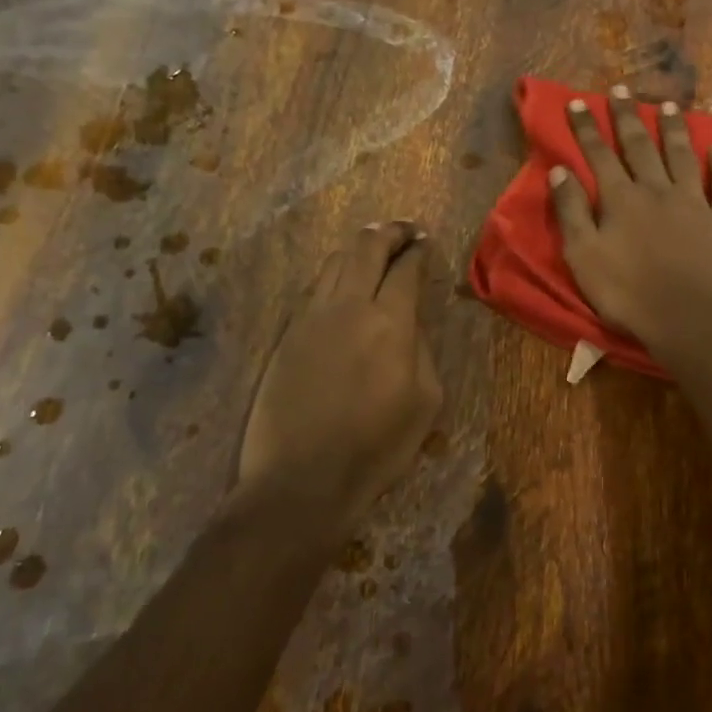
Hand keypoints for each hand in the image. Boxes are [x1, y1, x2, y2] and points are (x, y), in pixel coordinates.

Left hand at [239, 222, 441, 511]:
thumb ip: (421, 350)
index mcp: (389, 323)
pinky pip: (313, 290)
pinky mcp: (286, 336)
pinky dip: (334, 277)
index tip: (426, 242)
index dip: (418, 250)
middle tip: (403, 231)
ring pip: (333, 262)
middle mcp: (347, 307)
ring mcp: (310, 319)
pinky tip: (342, 288)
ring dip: (357, 250)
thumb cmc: (376, 447)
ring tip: (372, 253)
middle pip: (365, 247)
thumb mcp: (425, 401)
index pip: (406, 268)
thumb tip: (409, 323)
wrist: (301, 479)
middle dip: (388, 232)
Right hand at [550, 87, 711, 352]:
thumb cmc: (628, 294)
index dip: (587, 128)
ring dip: (673, 129)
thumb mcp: (583, 257)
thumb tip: (559, 171)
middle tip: (620, 89)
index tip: (578, 102)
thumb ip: (570, 212)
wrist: (689, 319)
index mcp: (621, 199)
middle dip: (627, 116)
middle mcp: (657, 190)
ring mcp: (696, 202)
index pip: (599, 155)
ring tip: (668, 106)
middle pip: (640, 145)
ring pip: (682, 155)